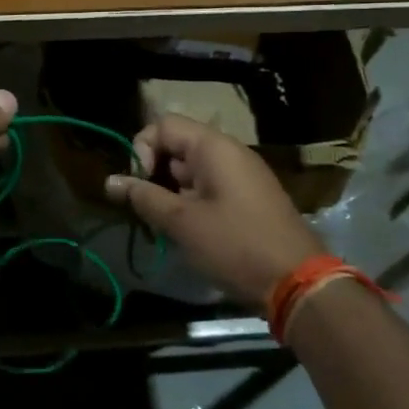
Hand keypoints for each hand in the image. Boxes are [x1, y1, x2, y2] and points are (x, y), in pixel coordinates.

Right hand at [105, 114, 324, 311]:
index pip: (162, 125)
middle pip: (176, 146)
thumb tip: (110, 181)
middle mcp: (229, 153)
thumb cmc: (235, 245)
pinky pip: (208, 188)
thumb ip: (143, 197)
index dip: (142, 149)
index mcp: (214, 147)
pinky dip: (190, 203)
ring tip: (164, 226)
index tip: (139, 185)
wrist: (299, 283)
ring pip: (190, 171)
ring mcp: (241, 176)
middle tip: (147, 210)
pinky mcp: (248, 199)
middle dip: (154, 175)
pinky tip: (187, 232)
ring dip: (170, 193)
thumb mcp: (182, 222)